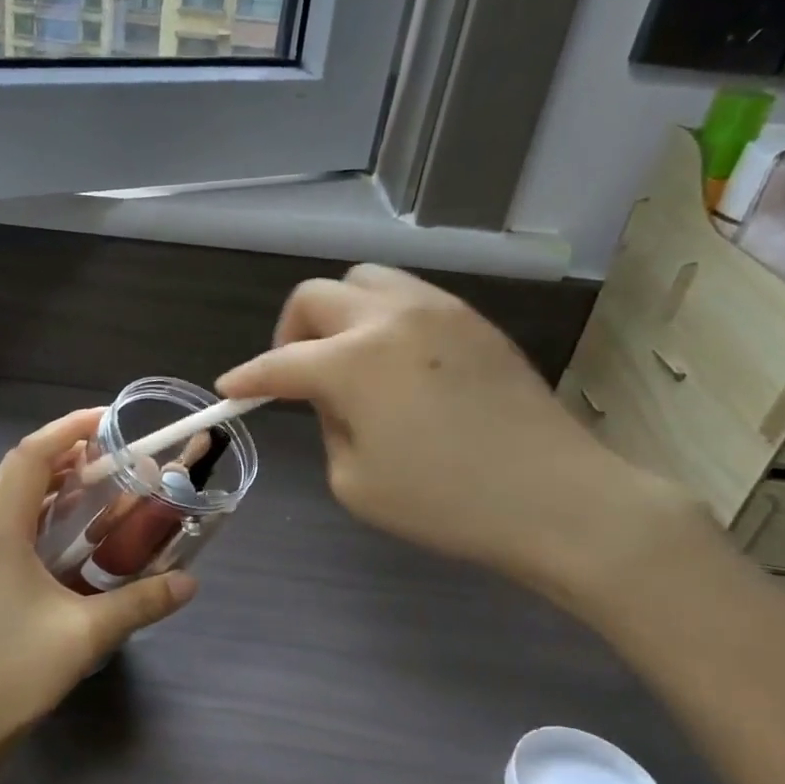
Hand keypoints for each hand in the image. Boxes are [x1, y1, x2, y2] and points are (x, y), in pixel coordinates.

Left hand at [0, 408, 196, 754]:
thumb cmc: (16, 672)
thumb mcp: (87, 634)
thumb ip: (141, 603)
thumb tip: (191, 582)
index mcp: (0, 533)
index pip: (30, 458)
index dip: (67, 429)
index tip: (108, 419)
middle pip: (20, 468)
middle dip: (64, 448)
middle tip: (112, 451)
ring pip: (16, 493)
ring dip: (56, 478)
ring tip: (102, 479)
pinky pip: (16, 520)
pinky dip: (48, 507)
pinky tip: (80, 527)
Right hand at [217, 265, 691, 604]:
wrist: (555, 498)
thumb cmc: (444, 503)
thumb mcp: (355, 480)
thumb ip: (328, 425)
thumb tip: (331, 396)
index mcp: (353, 362)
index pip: (280, 364)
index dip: (247, 378)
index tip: (229, 390)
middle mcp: (390, 318)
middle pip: (315, 297)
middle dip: (290, 333)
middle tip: (296, 374)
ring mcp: (437, 310)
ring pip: (364, 280)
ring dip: (338, 314)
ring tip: (347, 358)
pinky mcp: (472, 319)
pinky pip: (408, 296)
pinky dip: (381, 318)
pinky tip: (395, 361)